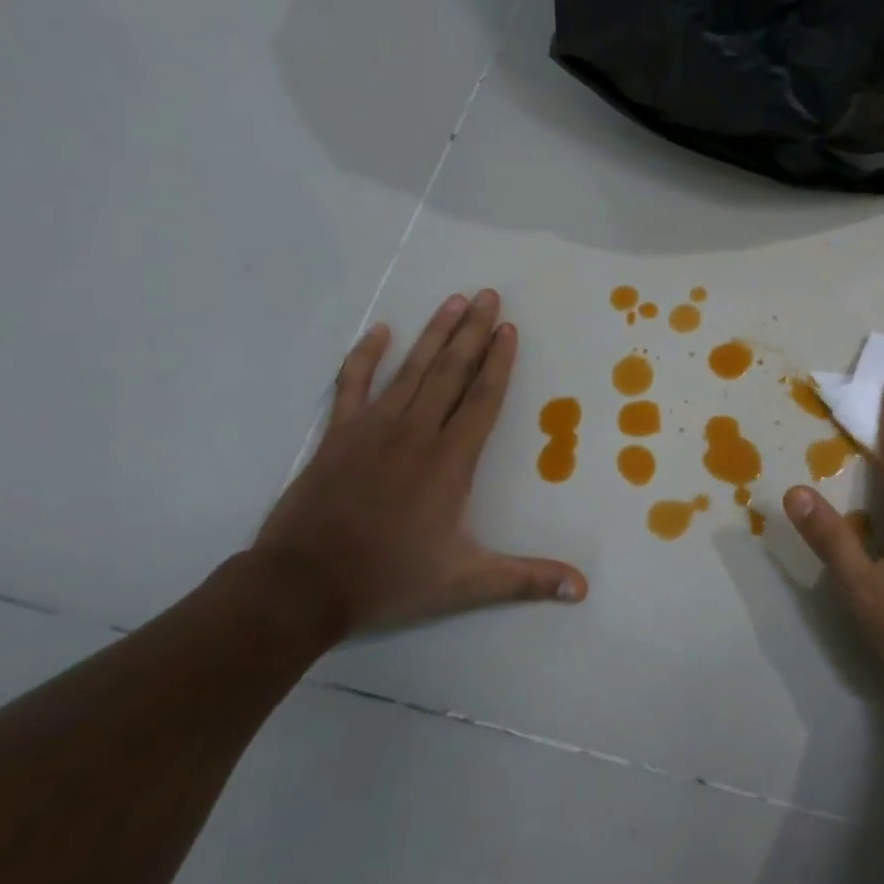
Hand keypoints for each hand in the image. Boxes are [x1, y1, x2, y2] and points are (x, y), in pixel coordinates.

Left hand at [249, 290, 586, 641]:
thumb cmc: (389, 579)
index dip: (499, 361)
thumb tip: (582, 589)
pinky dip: (365, 356)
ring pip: (412, 370)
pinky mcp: (338, 435)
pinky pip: (353, 384)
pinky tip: (380, 331)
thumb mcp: (465, 583)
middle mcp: (417, 433)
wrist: (301, 587)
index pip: (483, 398)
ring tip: (453, 300)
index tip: (509, 328)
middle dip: (473, 331)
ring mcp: (373, 429)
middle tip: (488, 295)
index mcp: (450, 460)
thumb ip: (525, 579)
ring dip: (434, 333)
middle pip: (452, 371)